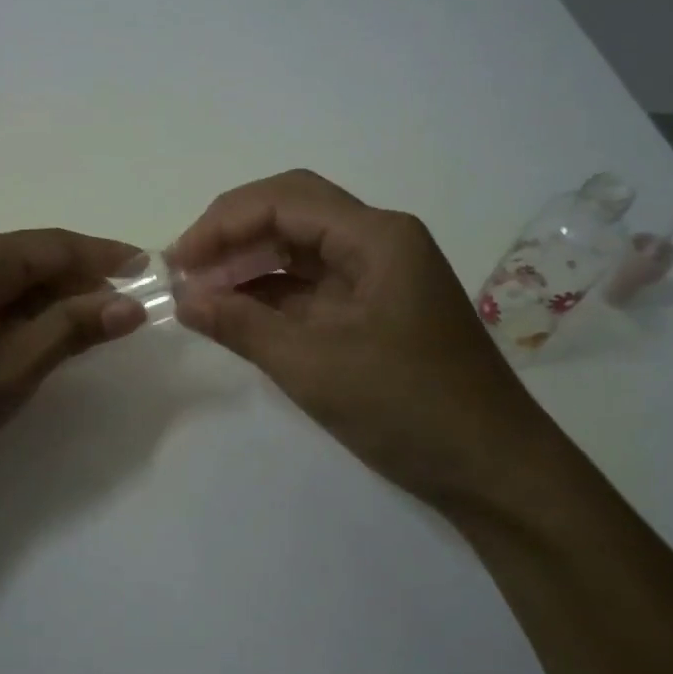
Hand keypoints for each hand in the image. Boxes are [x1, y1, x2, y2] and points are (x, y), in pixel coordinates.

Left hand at [0, 230, 145, 501]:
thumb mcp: (8, 371)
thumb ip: (70, 331)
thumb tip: (129, 304)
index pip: (56, 245)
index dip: (105, 256)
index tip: (148, 268)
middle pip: (30, 257)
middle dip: (80, 279)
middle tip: (125, 306)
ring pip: (6, 278)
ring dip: (49, 298)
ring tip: (90, 325)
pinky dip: (17, 312)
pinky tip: (34, 336)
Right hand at [171, 170, 559, 508]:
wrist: (495, 473)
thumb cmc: (409, 409)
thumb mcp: (314, 366)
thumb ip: (242, 324)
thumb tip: (182, 298)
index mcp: (377, 237)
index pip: (285, 200)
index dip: (223, 222)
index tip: (177, 260)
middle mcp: (379, 242)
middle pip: (292, 214)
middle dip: (232, 236)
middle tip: (183, 270)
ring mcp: (379, 276)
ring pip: (299, 250)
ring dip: (248, 265)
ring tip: (198, 292)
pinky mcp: (374, 310)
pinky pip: (312, 287)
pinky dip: (270, 295)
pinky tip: (234, 312)